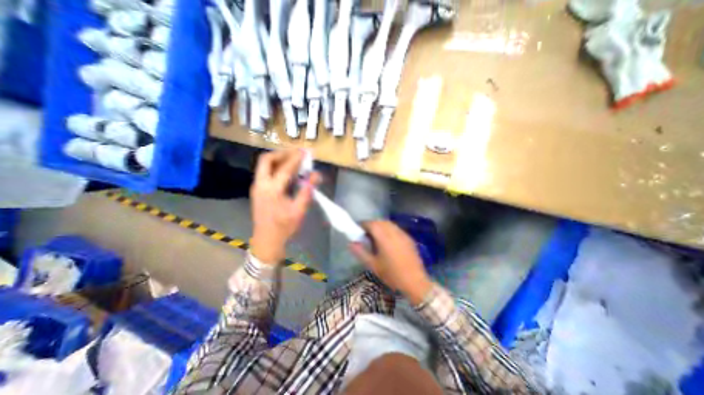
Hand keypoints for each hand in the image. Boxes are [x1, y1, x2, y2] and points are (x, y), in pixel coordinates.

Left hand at [251, 150, 319, 263]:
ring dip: (278, 158)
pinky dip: (275, 166)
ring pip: (264, 165)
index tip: (305, 152)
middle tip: (296, 153)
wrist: (266, 240)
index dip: (296, 159)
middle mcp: (261, 184)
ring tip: (293, 159)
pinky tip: (286, 171)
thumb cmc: (284, 227)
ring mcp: (256, 187)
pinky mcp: (257, 190)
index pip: (285, 168)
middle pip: (267, 160)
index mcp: (272, 190)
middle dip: (282, 153)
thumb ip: (307, 191)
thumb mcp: (299, 211)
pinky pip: (264, 171)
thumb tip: (316, 175)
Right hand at [349, 221, 431, 303]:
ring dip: (380, 226)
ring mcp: (403, 234)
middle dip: (372, 225)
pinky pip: (396, 228)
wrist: (415, 282)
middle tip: (366, 234)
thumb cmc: (392, 274)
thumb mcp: (373, 265)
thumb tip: (351, 243)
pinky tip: (388, 240)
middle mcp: (394, 232)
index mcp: (384, 238)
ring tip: (376, 236)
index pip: (372, 224)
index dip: (364, 224)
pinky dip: (389, 229)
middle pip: (380, 222)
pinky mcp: (408, 238)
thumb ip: (361, 252)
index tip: (358, 230)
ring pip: (389, 224)